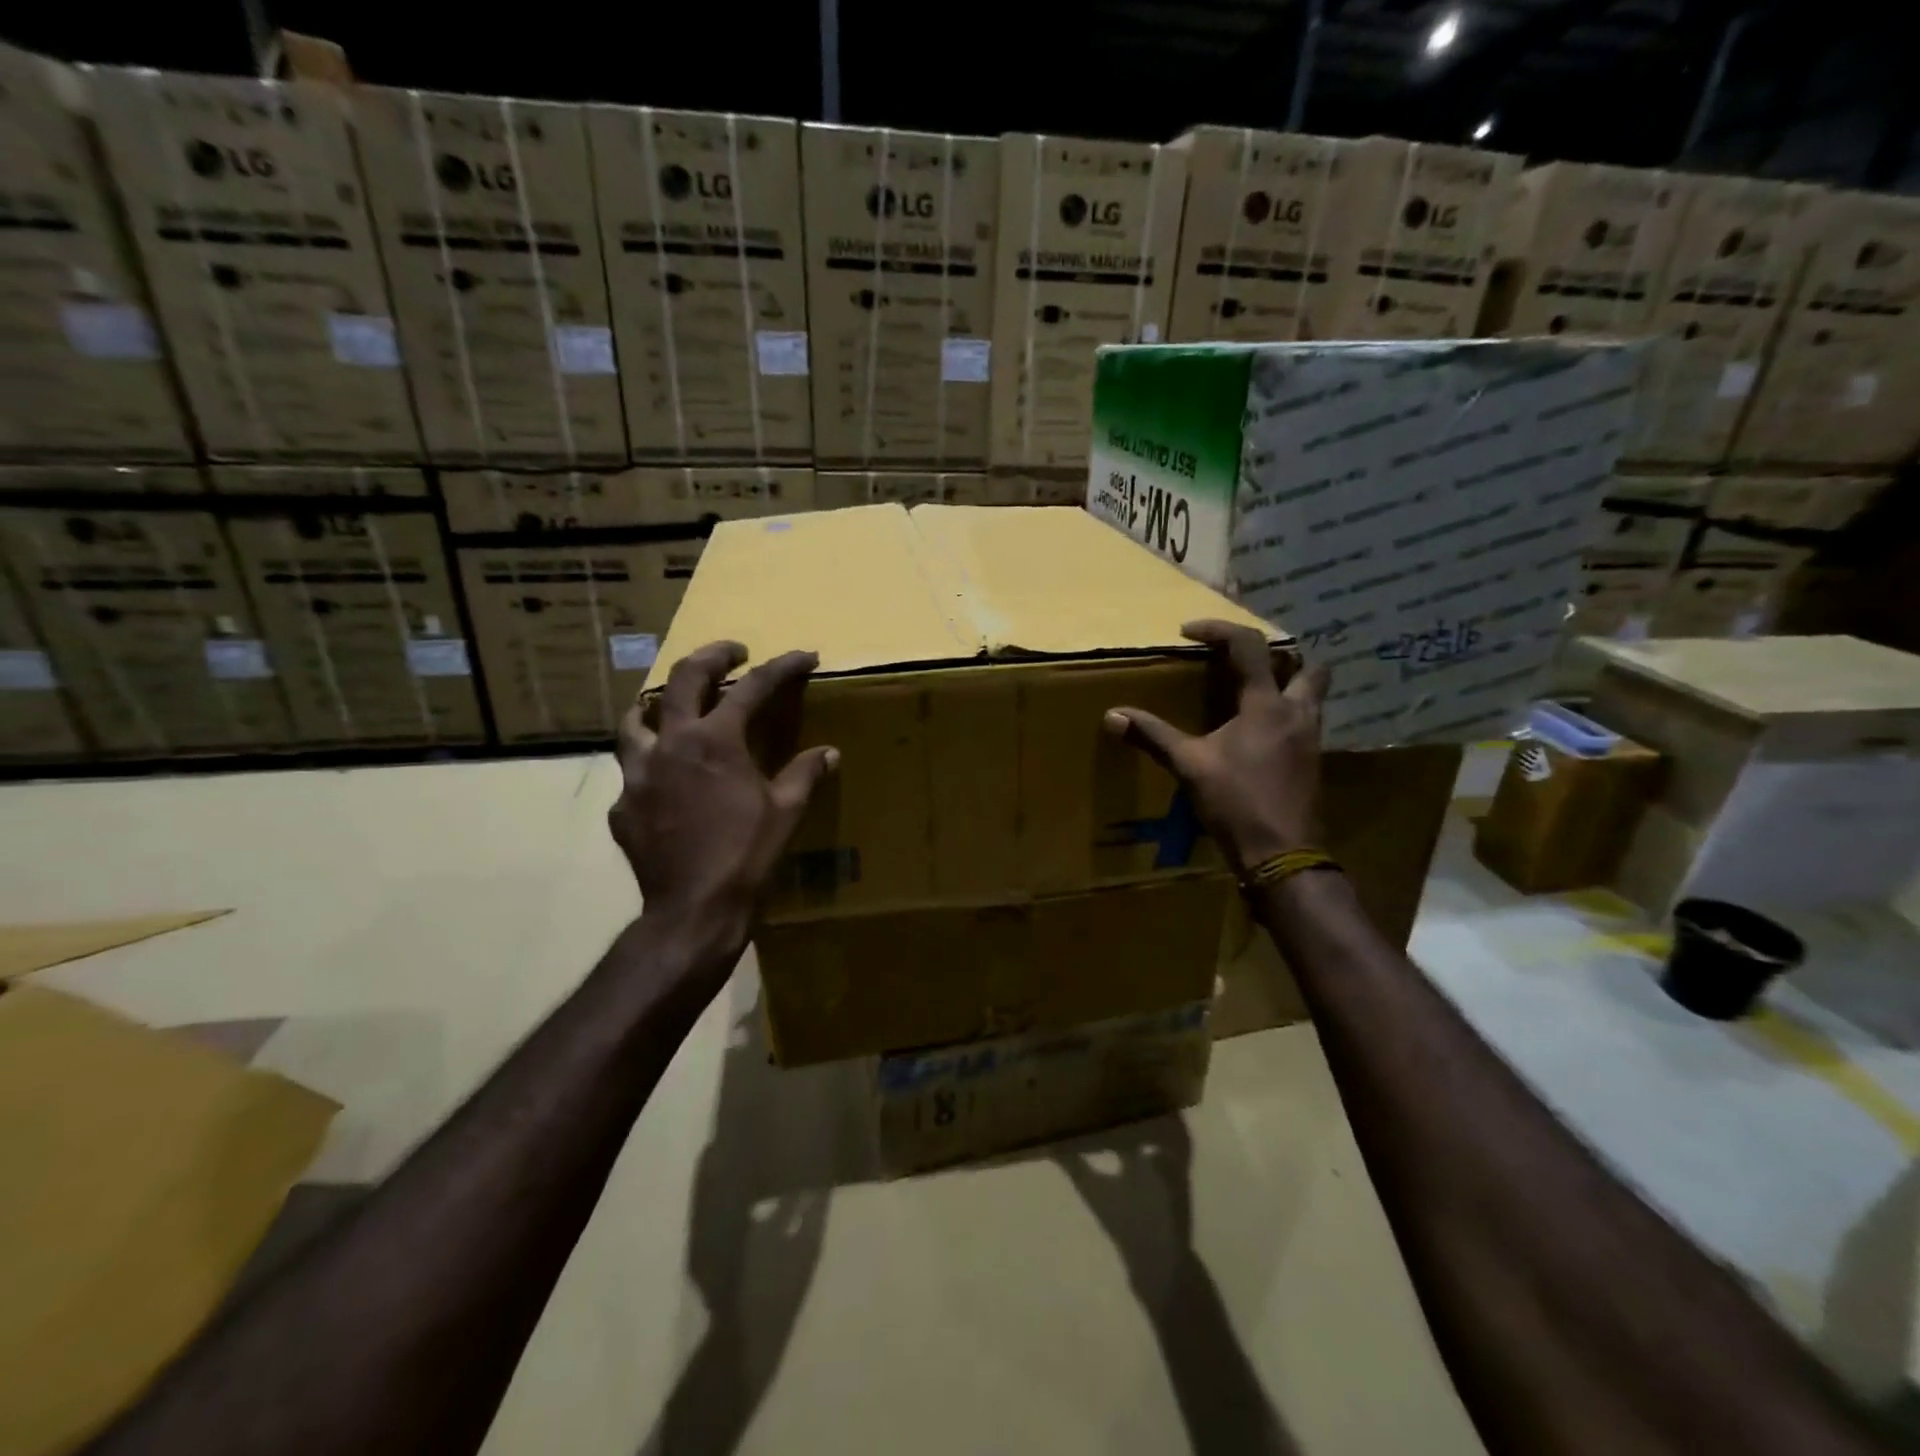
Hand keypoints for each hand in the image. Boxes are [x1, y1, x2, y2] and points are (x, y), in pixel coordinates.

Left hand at [610, 641, 838, 943]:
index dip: (783, 667)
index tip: (804, 657)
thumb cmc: (747, 855)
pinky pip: (632, 772)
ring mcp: (637, 773)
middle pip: (684, 679)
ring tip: (673, 705)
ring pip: (635, 719)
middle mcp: (670, 744)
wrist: (694, 909)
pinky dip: (650, 765)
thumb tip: (829, 752)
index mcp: (715, 740)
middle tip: (732, 654)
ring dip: (658, 704)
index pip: (753, 688)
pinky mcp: (622, 805)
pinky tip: (664, 782)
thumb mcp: (786, 811)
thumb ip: (805, 773)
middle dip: (713, 657)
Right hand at [1103, 619, 1329, 874]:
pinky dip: (1286, 714)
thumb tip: (1112, 715)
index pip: (1248, 646)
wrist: (1281, 853)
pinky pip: (1306, 721)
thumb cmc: (1235, 802)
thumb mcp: (1188, 765)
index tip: (1189, 632)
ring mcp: (1311, 738)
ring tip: (1254, 692)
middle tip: (1243, 662)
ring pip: (1313, 693)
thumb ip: (1153, 735)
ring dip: (1289, 683)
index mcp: (1266, 705)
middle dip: (1279, 654)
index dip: (1218, 630)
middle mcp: (1297, 712)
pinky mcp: (1313, 762)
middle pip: (1307, 664)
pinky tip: (1261, 733)